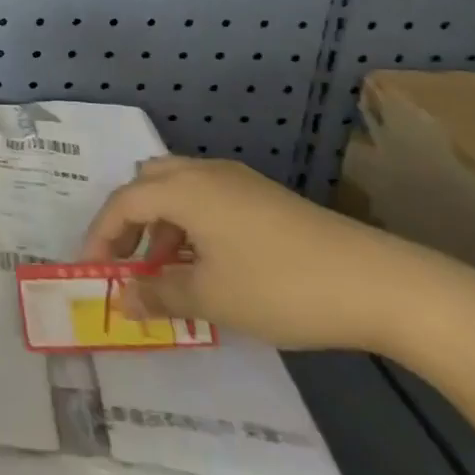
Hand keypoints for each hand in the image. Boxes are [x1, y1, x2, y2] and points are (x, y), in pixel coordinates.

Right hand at [81, 156, 446, 352]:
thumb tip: (120, 301)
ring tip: (169, 273)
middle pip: (147, 183)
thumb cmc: (281, 287)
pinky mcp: (265, 198)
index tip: (93, 271)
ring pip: (179, 191)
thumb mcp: (212, 299)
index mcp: (184, 189)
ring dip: (162, 226)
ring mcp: (239, 182)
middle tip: (128, 262)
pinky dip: (192, 226)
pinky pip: (208, 200)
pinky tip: (210, 266)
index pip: (123, 203)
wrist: (381, 284)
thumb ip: (157, 296)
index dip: (100, 235)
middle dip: (130, 221)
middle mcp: (205, 174)